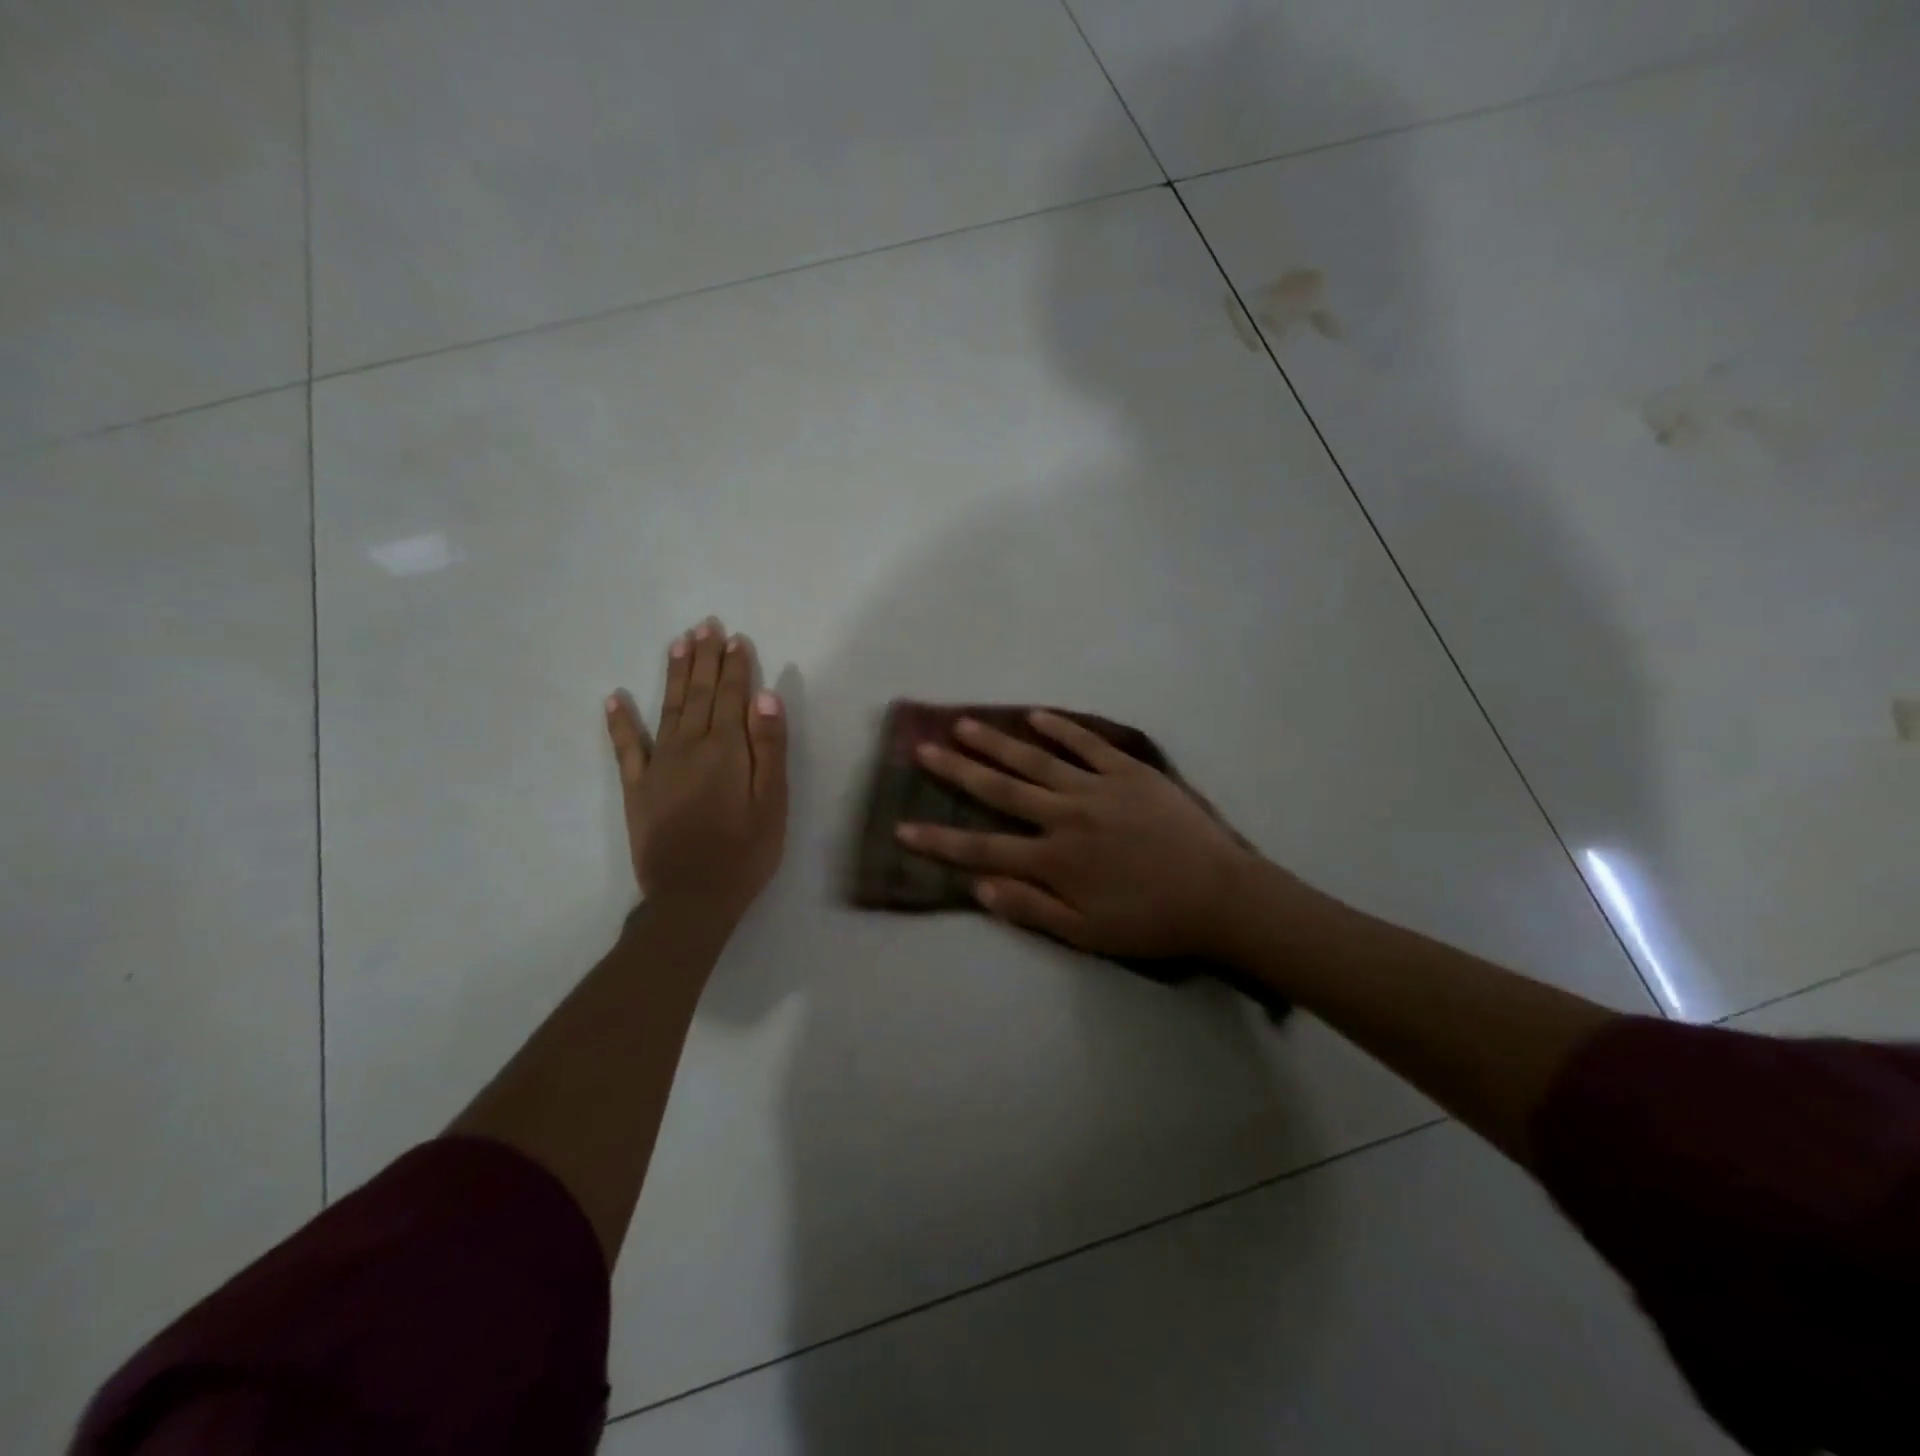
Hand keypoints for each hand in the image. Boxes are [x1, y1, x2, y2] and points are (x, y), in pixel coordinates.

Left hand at [605, 617, 787, 926]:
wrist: (692, 897)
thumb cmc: (746, 851)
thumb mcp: (773, 802)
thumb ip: (769, 747)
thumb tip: (765, 695)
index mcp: (727, 750)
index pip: (733, 696)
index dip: (735, 666)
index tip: (736, 637)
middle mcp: (690, 746)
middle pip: (700, 694)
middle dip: (705, 658)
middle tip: (706, 625)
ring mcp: (659, 765)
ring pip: (668, 708)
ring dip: (675, 674)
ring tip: (678, 643)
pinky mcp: (637, 787)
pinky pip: (626, 747)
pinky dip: (619, 721)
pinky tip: (614, 698)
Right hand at [898, 711, 1259, 959]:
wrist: (1220, 897)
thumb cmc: (1151, 922)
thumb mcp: (1086, 933)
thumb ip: (1030, 908)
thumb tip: (977, 887)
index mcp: (1053, 859)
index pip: (982, 848)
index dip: (939, 839)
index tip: (903, 826)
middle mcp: (1065, 816)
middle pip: (1000, 789)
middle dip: (957, 770)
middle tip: (923, 748)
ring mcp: (1097, 788)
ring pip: (1036, 759)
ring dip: (997, 741)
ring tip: (964, 723)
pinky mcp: (1129, 772)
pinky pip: (1088, 744)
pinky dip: (1061, 729)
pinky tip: (1036, 714)